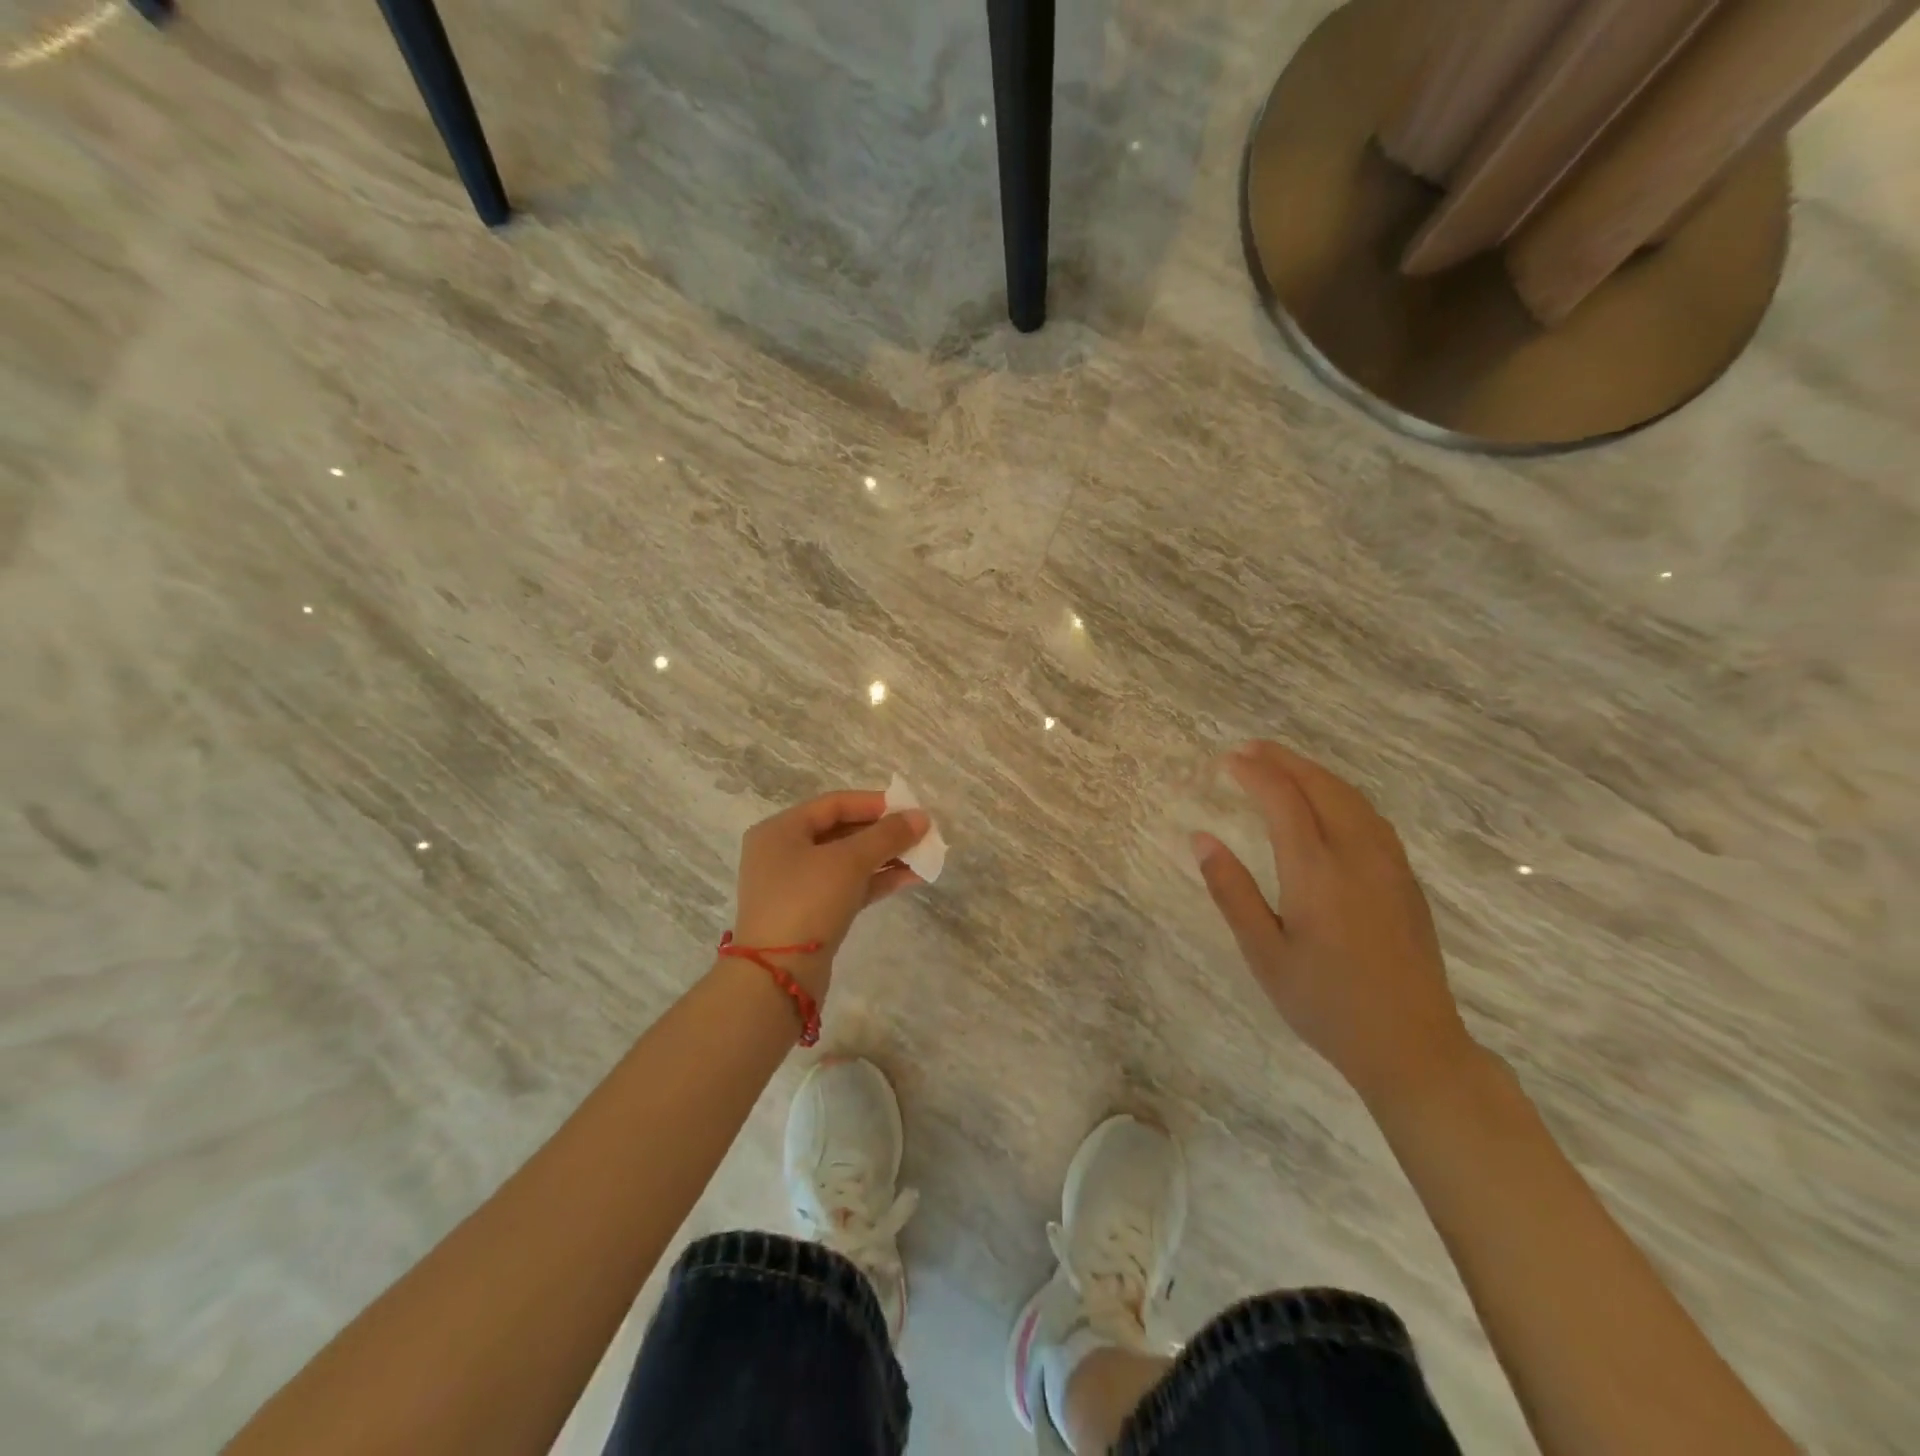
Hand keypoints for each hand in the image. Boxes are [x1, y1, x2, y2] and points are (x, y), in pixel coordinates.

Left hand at [730, 790, 930, 994]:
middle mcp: (783, 853)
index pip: (834, 804)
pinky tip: (910, 878)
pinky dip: (876, 880)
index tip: (910, 809)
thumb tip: (921, 818)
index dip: (874, 803)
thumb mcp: (849, 861)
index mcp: (780, 830)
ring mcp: (795, 886)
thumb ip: (887, 836)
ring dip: (885, 857)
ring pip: (847, 862)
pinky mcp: (810, 915)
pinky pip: (848, 887)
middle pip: (841, 832)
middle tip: (920, 834)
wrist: (778, 976)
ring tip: (923, 856)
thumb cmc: (807, 900)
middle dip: (883, 833)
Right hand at [1192, 741, 1476, 1105]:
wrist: (1412, 1047)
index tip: (1228, 761)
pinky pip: (1371, 817)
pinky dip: (1341, 794)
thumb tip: (1202, 838)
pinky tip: (1328, 803)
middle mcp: (1357, 856)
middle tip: (1249, 749)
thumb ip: (1232, 891)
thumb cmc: (1325, 1004)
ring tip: (1282, 765)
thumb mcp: (1264, 954)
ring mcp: (1389, 865)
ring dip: (1314, 773)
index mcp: (1317, 873)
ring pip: (1352, 798)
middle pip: (1322, 787)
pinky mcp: (1405, 880)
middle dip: (1284, 761)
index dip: (1255, 774)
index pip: (1283, 801)